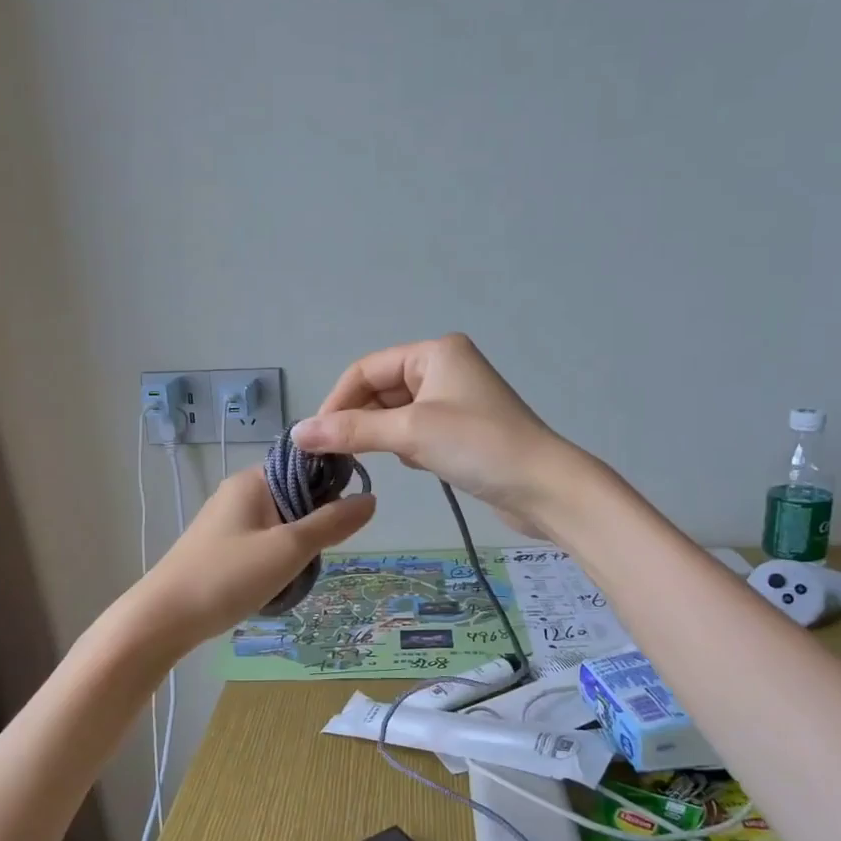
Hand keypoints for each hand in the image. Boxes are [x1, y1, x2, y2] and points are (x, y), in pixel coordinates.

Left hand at [125, 467, 374, 651]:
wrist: (164, 618)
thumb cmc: (229, 576)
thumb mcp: (289, 549)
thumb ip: (332, 523)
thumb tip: (371, 499)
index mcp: (254, 480)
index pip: (306, 464)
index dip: (333, 485)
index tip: (347, 518)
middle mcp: (239, 492)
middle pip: (296, 494)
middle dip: (315, 523)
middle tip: (318, 554)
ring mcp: (227, 519)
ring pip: (281, 522)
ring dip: (297, 545)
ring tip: (298, 573)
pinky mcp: (220, 546)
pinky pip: (263, 541)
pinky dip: (277, 557)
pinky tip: (277, 581)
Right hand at [291, 334, 581, 536]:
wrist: (544, 488)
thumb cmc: (478, 446)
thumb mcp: (410, 433)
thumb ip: (352, 431)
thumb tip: (297, 432)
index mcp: (434, 353)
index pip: (366, 369)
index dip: (337, 401)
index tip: (315, 438)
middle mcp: (444, 369)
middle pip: (380, 390)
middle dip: (358, 421)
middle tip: (335, 455)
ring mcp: (455, 401)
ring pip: (397, 414)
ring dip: (382, 436)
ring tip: (375, 459)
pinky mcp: (462, 431)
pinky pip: (416, 432)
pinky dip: (405, 447)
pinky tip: (414, 465)